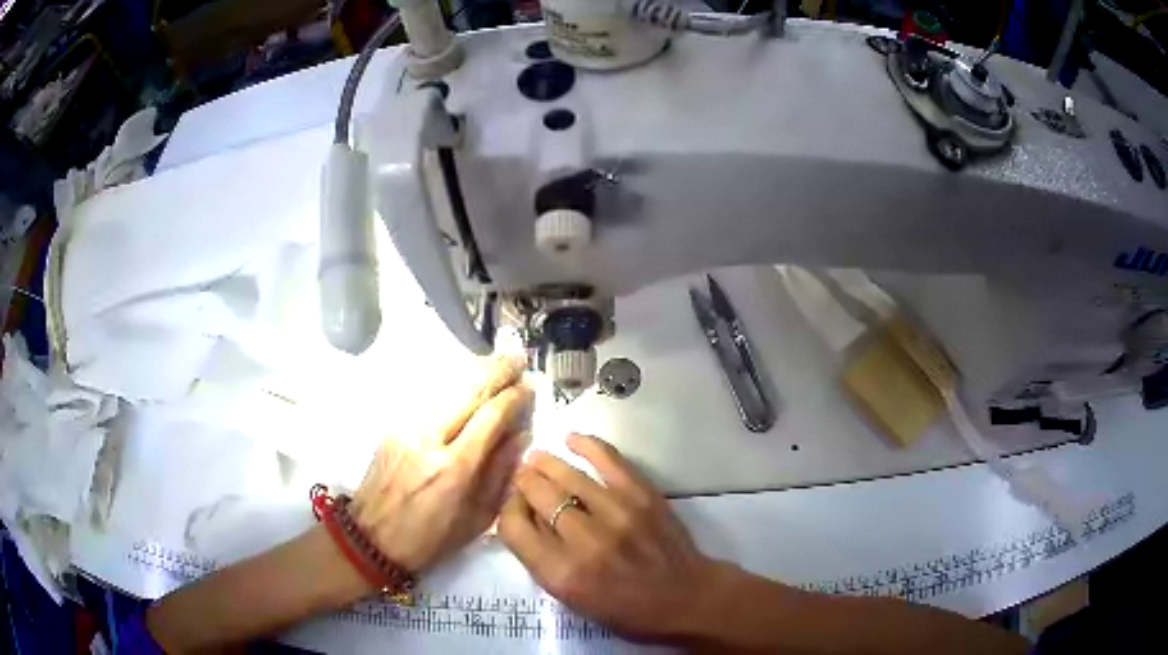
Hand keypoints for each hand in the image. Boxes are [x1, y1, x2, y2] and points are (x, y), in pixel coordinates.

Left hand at [351, 355, 532, 572]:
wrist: (372, 539)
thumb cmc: (430, 539)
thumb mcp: (476, 519)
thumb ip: (500, 474)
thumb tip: (521, 435)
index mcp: (454, 469)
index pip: (490, 417)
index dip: (513, 397)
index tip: (530, 386)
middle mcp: (429, 440)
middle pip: (467, 391)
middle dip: (496, 370)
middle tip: (518, 358)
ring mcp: (406, 428)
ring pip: (445, 387)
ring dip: (474, 371)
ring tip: (497, 362)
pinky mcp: (393, 427)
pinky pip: (429, 397)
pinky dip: (451, 385)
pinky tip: (465, 381)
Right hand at [499, 433, 718, 639]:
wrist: (683, 597)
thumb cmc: (623, 608)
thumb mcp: (569, 597)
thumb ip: (541, 558)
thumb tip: (524, 514)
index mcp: (561, 573)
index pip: (512, 526)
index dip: (508, 510)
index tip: (515, 506)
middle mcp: (584, 541)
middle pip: (536, 494)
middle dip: (523, 482)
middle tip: (523, 478)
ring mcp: (616, 513)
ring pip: (566, 474)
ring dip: (545, 462)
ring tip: (537, 458)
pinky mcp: (643, 495)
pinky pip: (607, 459)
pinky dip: (586, 444)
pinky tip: (571, 439)